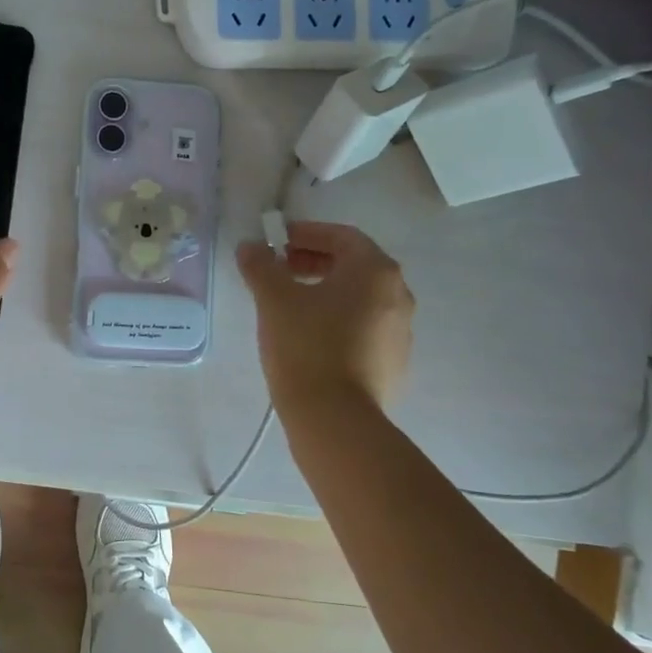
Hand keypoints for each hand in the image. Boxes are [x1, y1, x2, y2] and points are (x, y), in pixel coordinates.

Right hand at [236, 221, 413, 413]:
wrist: (335, 418)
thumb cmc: (306, 346)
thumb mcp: (274, 300)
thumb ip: (260, 266)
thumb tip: (250, 247)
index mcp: (375, 271)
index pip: (342, 236)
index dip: (306, 234)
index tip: (277, 242)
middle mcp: (398, 295)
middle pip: (354, 266)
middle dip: (315, 262)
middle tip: (280, 270)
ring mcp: (400, 331)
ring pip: (360, 298)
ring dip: (326, 292)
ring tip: (290, 305)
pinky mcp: (394, 362)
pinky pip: (364, 328)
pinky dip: (338, 321)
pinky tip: (310, 338)